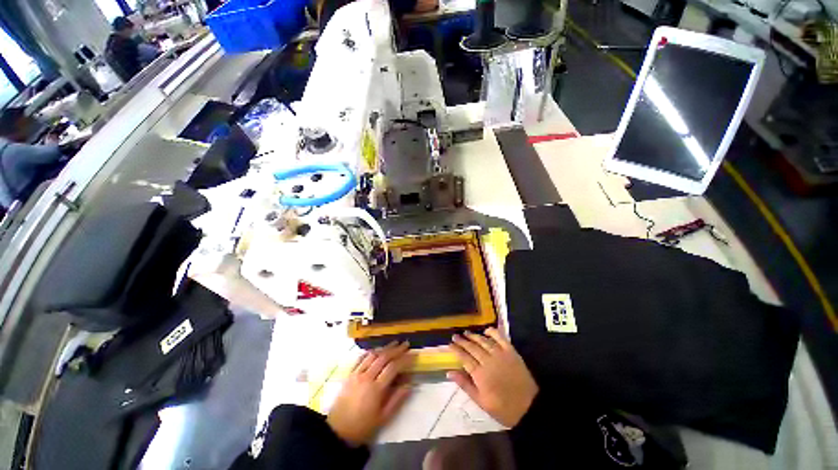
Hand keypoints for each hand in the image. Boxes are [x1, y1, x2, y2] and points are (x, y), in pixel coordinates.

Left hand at [327, 342, 412, 446]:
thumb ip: (397, 399)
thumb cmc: (363, 427)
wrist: (338, 432)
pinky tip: (376, 350)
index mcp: (376, 389)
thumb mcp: (383, 418)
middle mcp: (366, 377)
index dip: (404, 359)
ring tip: (394, 344)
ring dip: (384, 348)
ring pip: (373, 355)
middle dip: (396, 349)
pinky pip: (361, 358)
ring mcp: (357, 374)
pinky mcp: (349, 375)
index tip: (413, 355)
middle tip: (405, 344)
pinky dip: (370, 352)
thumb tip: (410, 384)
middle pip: (383, 357)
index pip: (393, 367)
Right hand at [449, 329, 537, 427]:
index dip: (456, 350)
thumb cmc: (503, 408)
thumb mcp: (481, 402)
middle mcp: (488, 361)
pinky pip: (500, 338)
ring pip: (484, 341)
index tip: (450, 344)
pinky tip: (486, 330)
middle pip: (472, 347)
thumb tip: (449, 372)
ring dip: (474, 336)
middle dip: (462, 341)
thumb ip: (465, 385)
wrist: (529, 408)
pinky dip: (493, 332)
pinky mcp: (511, 352)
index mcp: (480, 374)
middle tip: (455, 336)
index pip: (464, 358)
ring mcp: (500, 355)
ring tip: (466, 333)